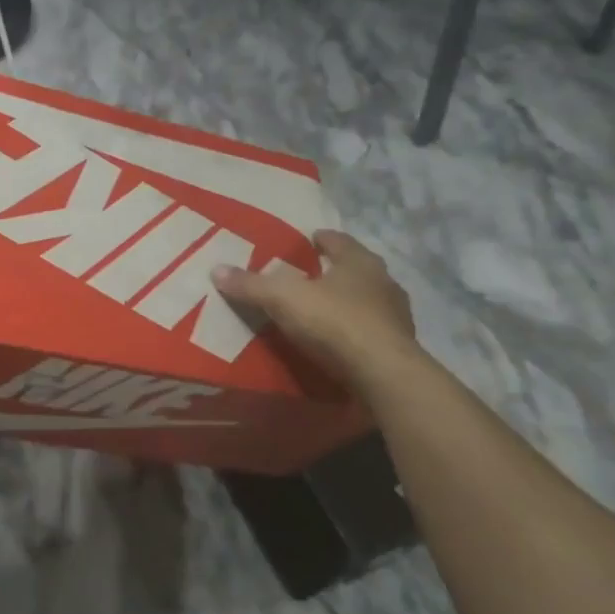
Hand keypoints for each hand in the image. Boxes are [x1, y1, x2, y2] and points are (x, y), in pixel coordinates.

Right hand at [214, 229, 416, 389]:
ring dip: (348, 302)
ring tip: (322, 309)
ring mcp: (396, 316)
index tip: (309, 239)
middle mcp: (384, 283)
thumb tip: (216, 269)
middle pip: (356, 270)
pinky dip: (354, 331)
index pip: (339, 241)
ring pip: (367, 301)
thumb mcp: (283, 299)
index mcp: (360, 262)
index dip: (322, 239)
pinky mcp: (398, 347)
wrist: (383, 374)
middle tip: (310, 275)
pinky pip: (370, 331)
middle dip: (334, 271)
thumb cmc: (335, 322)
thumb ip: (251, 285)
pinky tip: (338, 341)